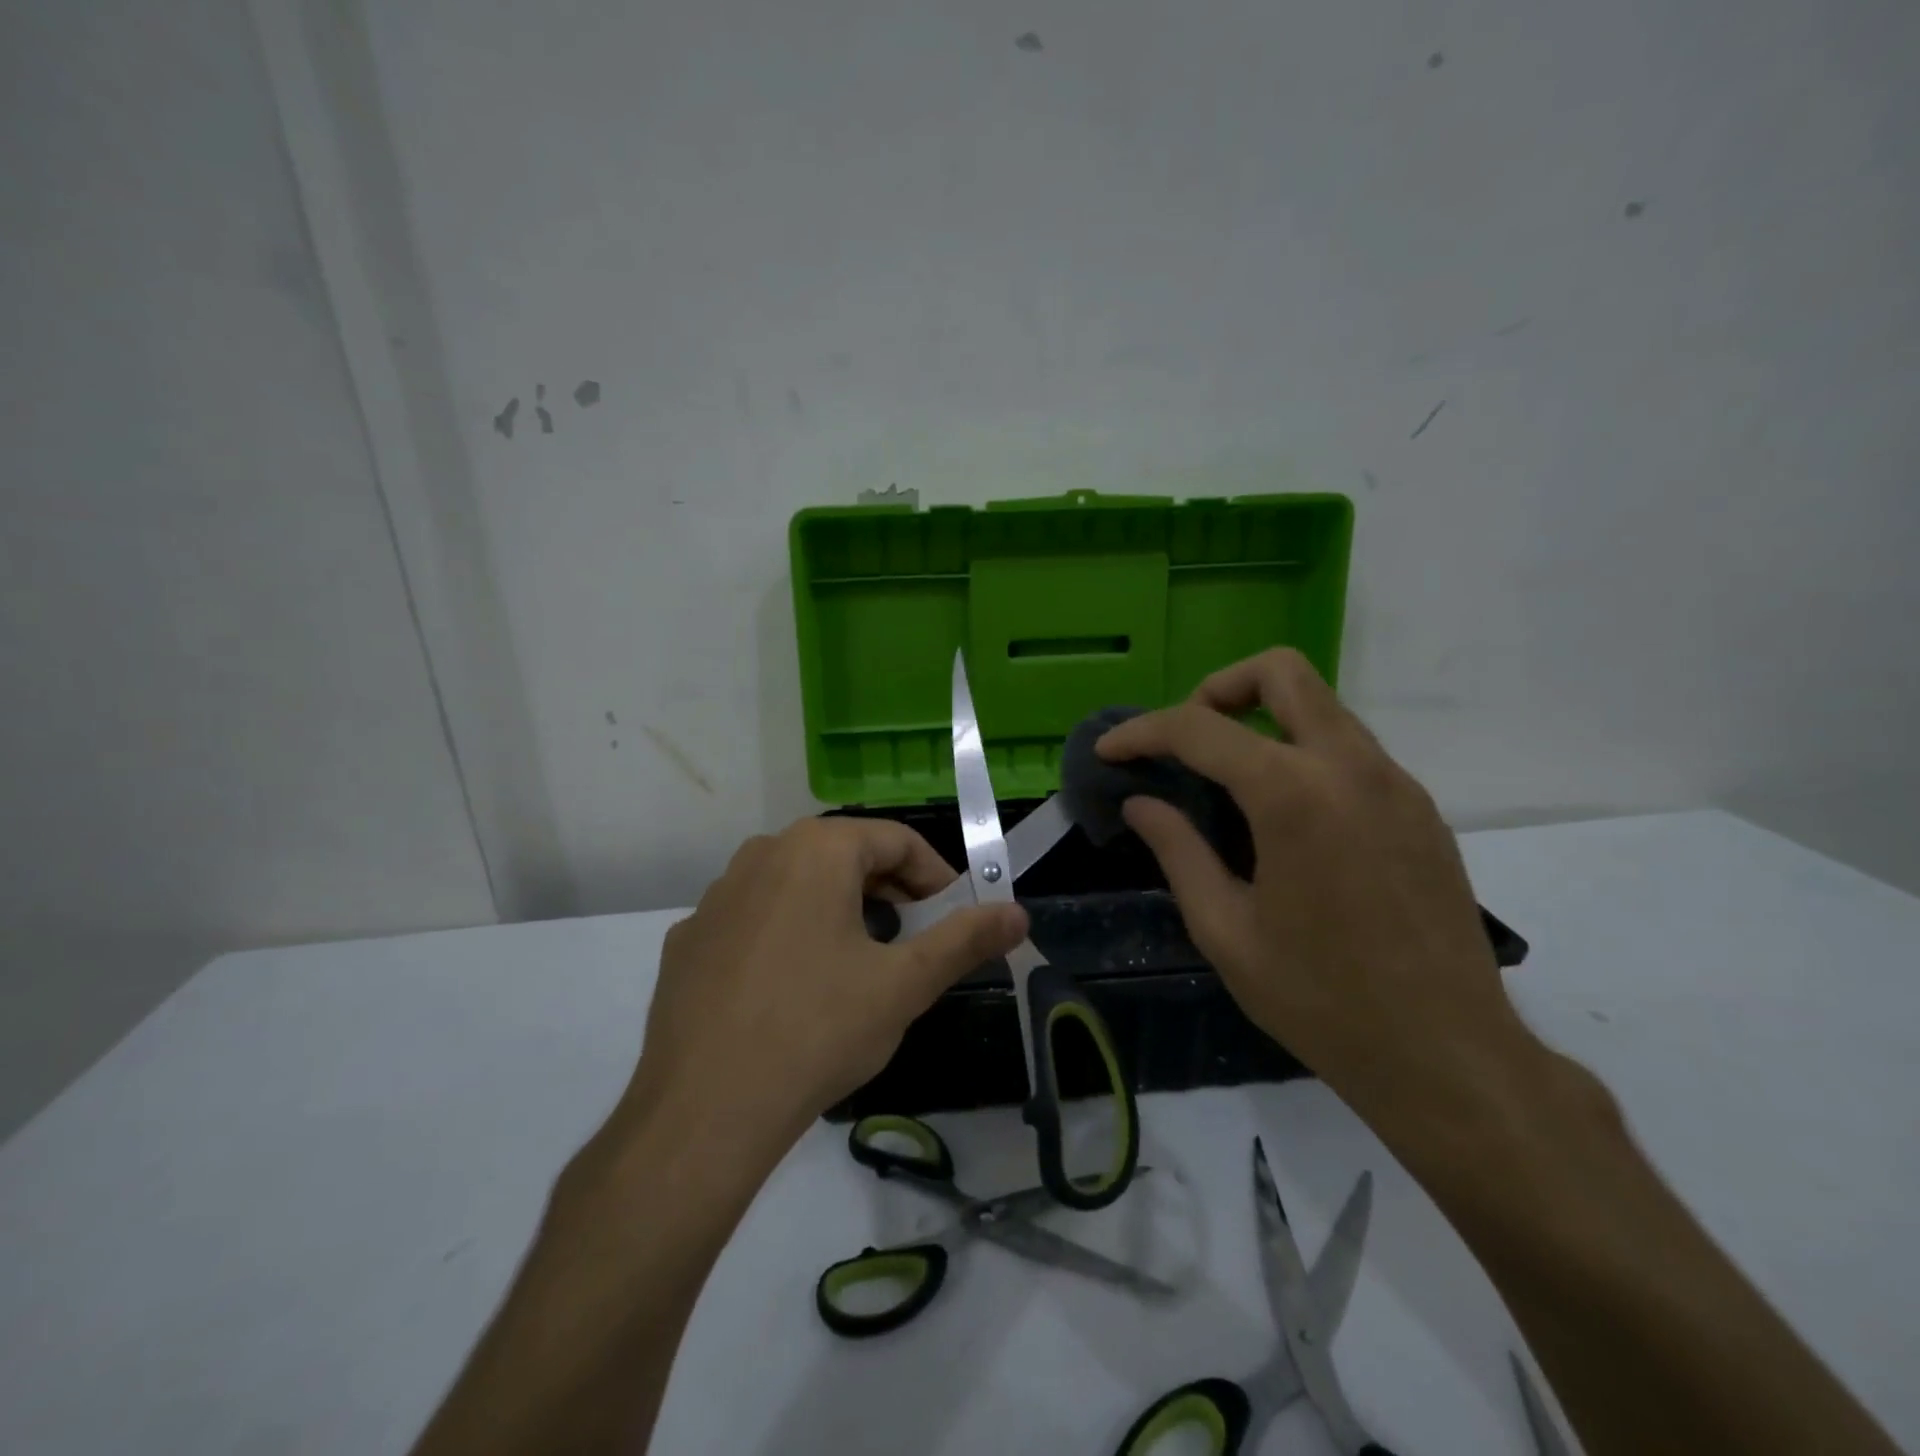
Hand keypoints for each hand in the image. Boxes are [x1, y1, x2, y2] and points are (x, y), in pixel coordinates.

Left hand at [625, 817, 1027, 1151]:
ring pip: (798, 884)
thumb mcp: (904, 986)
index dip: (936, 876)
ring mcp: (717, 896)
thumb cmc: (817, 1031)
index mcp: (815, 849)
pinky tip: (793, 990)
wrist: (701, 1112)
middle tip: (915, 941)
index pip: (896, 840)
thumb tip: (1018, 914)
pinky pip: (756, 919)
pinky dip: (788, 934)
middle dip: (891, 892)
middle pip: (845, 856)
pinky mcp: (689, 939)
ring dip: (839, 910)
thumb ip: (965, 941)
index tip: (956, 916)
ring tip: (860, 964)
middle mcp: (761, 854)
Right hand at [1097, 649, 1535, 1128]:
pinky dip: (1301, 753)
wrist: (1448, 1056)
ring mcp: (1395, 783)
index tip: (1109, 751)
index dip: (1142, 733)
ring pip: (1320, 705)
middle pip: (1280, 672)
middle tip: (1184, 742)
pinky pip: (1349, 748)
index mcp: (1293, 795)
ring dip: (1262, 719)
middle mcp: (1350, 767)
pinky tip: (1282, 817)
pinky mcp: (1419, 808)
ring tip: (1225, 779)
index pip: (1199, 728)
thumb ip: (1177, 850)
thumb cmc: (1320, 1000)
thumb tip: (1140, 802)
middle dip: (1217, 689)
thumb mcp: (1224, 929)